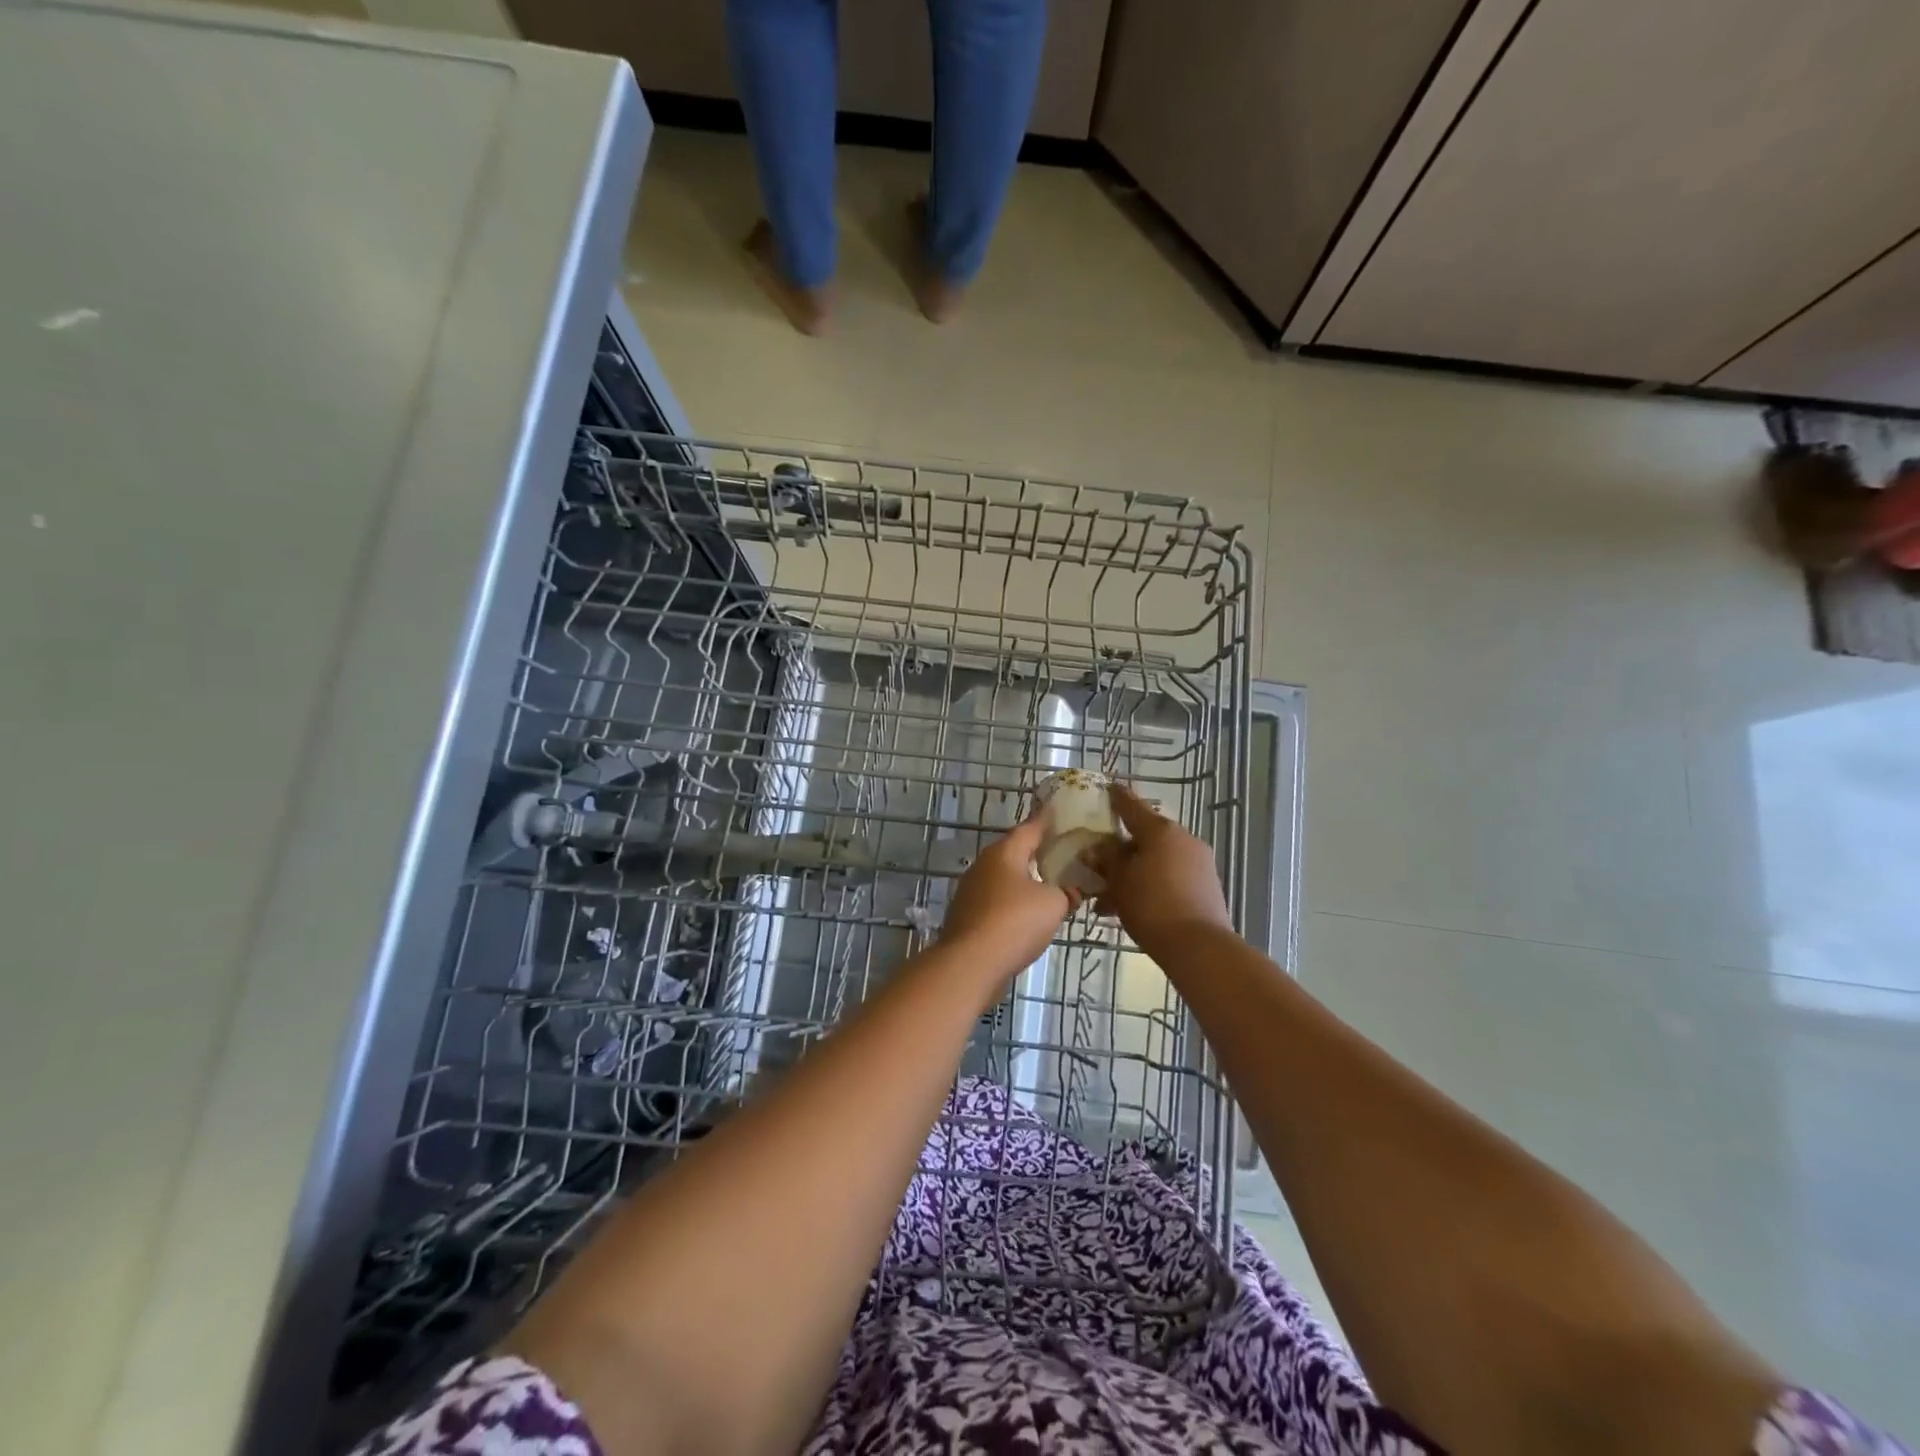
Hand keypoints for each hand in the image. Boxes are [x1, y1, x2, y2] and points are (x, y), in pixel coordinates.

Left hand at [940, 813, 1075, 974]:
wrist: (970, 964)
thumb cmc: (1015, 922)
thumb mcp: (1053, 904)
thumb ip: (1067, 892)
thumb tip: (1071, 891)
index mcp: (1004, 853)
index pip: (1030, 828)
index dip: (1047, 821)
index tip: (1059, 813)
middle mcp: (983, 865)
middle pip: (1015, 852)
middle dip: (1037, 852)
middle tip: (1062, 852)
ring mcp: (971, 891)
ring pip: (1005, 878)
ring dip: (1025, 880)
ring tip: (1050, 884)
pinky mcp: (967, 916)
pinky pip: (997, 901)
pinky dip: (1014, 903)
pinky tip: (1028, 915)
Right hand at [1093, 784, 1232, 954]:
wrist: (1199, 947)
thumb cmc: (1152, 905)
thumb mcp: (1119, 881)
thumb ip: (1106, 859)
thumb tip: (1097, 847)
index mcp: (1160, 830)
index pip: (1132, 805)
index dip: (1116, 797)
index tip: (1107, 787)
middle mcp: (1183, 839)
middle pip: (1145, 836)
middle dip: (1121, 849)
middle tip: (1099, 862)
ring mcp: (1198, 862)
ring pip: (1157, 859)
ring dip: (1134, 872)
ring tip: (1108, 898)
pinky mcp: (1206, 885)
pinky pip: (1170, 875)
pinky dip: (1150, 884)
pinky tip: (1131, 906)